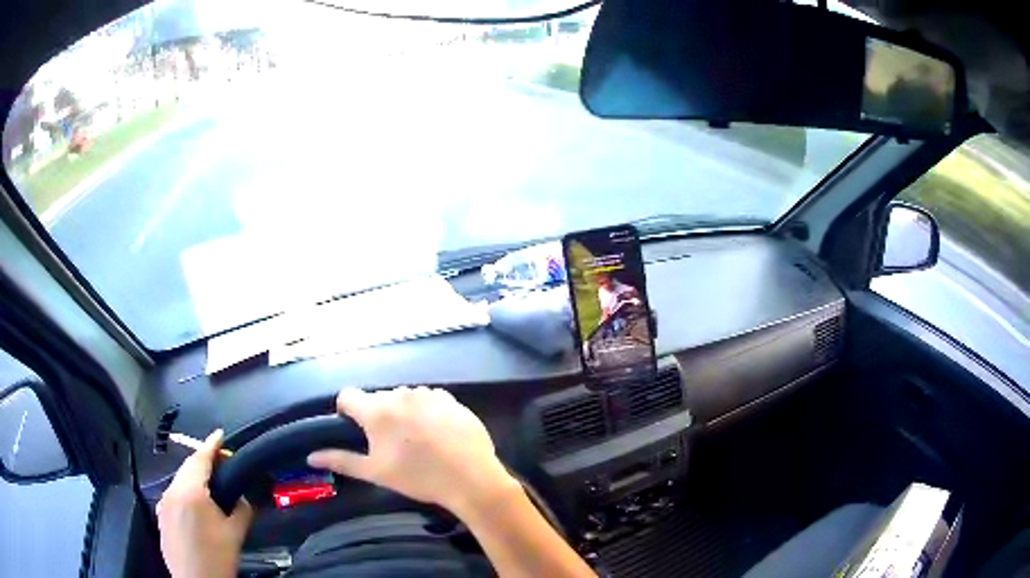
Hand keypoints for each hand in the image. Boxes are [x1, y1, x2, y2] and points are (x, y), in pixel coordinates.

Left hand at [157, 430, 253, 577]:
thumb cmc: (217, 557)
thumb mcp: (235, 534)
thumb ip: (241, 509)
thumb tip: (244, 498)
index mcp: (190, 491)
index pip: (200, 459)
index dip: (211, 444)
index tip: (220, 434)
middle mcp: (172, 491)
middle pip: (187, 468)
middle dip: (203, 462)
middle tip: (222, 464)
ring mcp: (163, 504)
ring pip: (179, 482)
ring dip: (194, 478)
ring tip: (211, 486)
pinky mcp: (161, 517)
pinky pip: (173, 496)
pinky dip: (185, 493)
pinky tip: (196, 507)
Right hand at [307, 387, 517, 516]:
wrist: (470, 478)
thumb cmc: (418, 477)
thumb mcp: (376, 472)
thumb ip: (341, 460)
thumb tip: (311, 456)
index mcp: (377, 410)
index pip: (348, 395)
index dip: (347, 411)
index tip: (355, 429)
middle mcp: (400, 394)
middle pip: (378, 398)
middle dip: (378, 415)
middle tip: (390, 443)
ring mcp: (429, 394)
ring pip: (404, 398)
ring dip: (403, 412)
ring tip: (416, 440)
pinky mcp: (451, 399)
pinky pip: (430, 399)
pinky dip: (427, 411)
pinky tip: (437, 434)